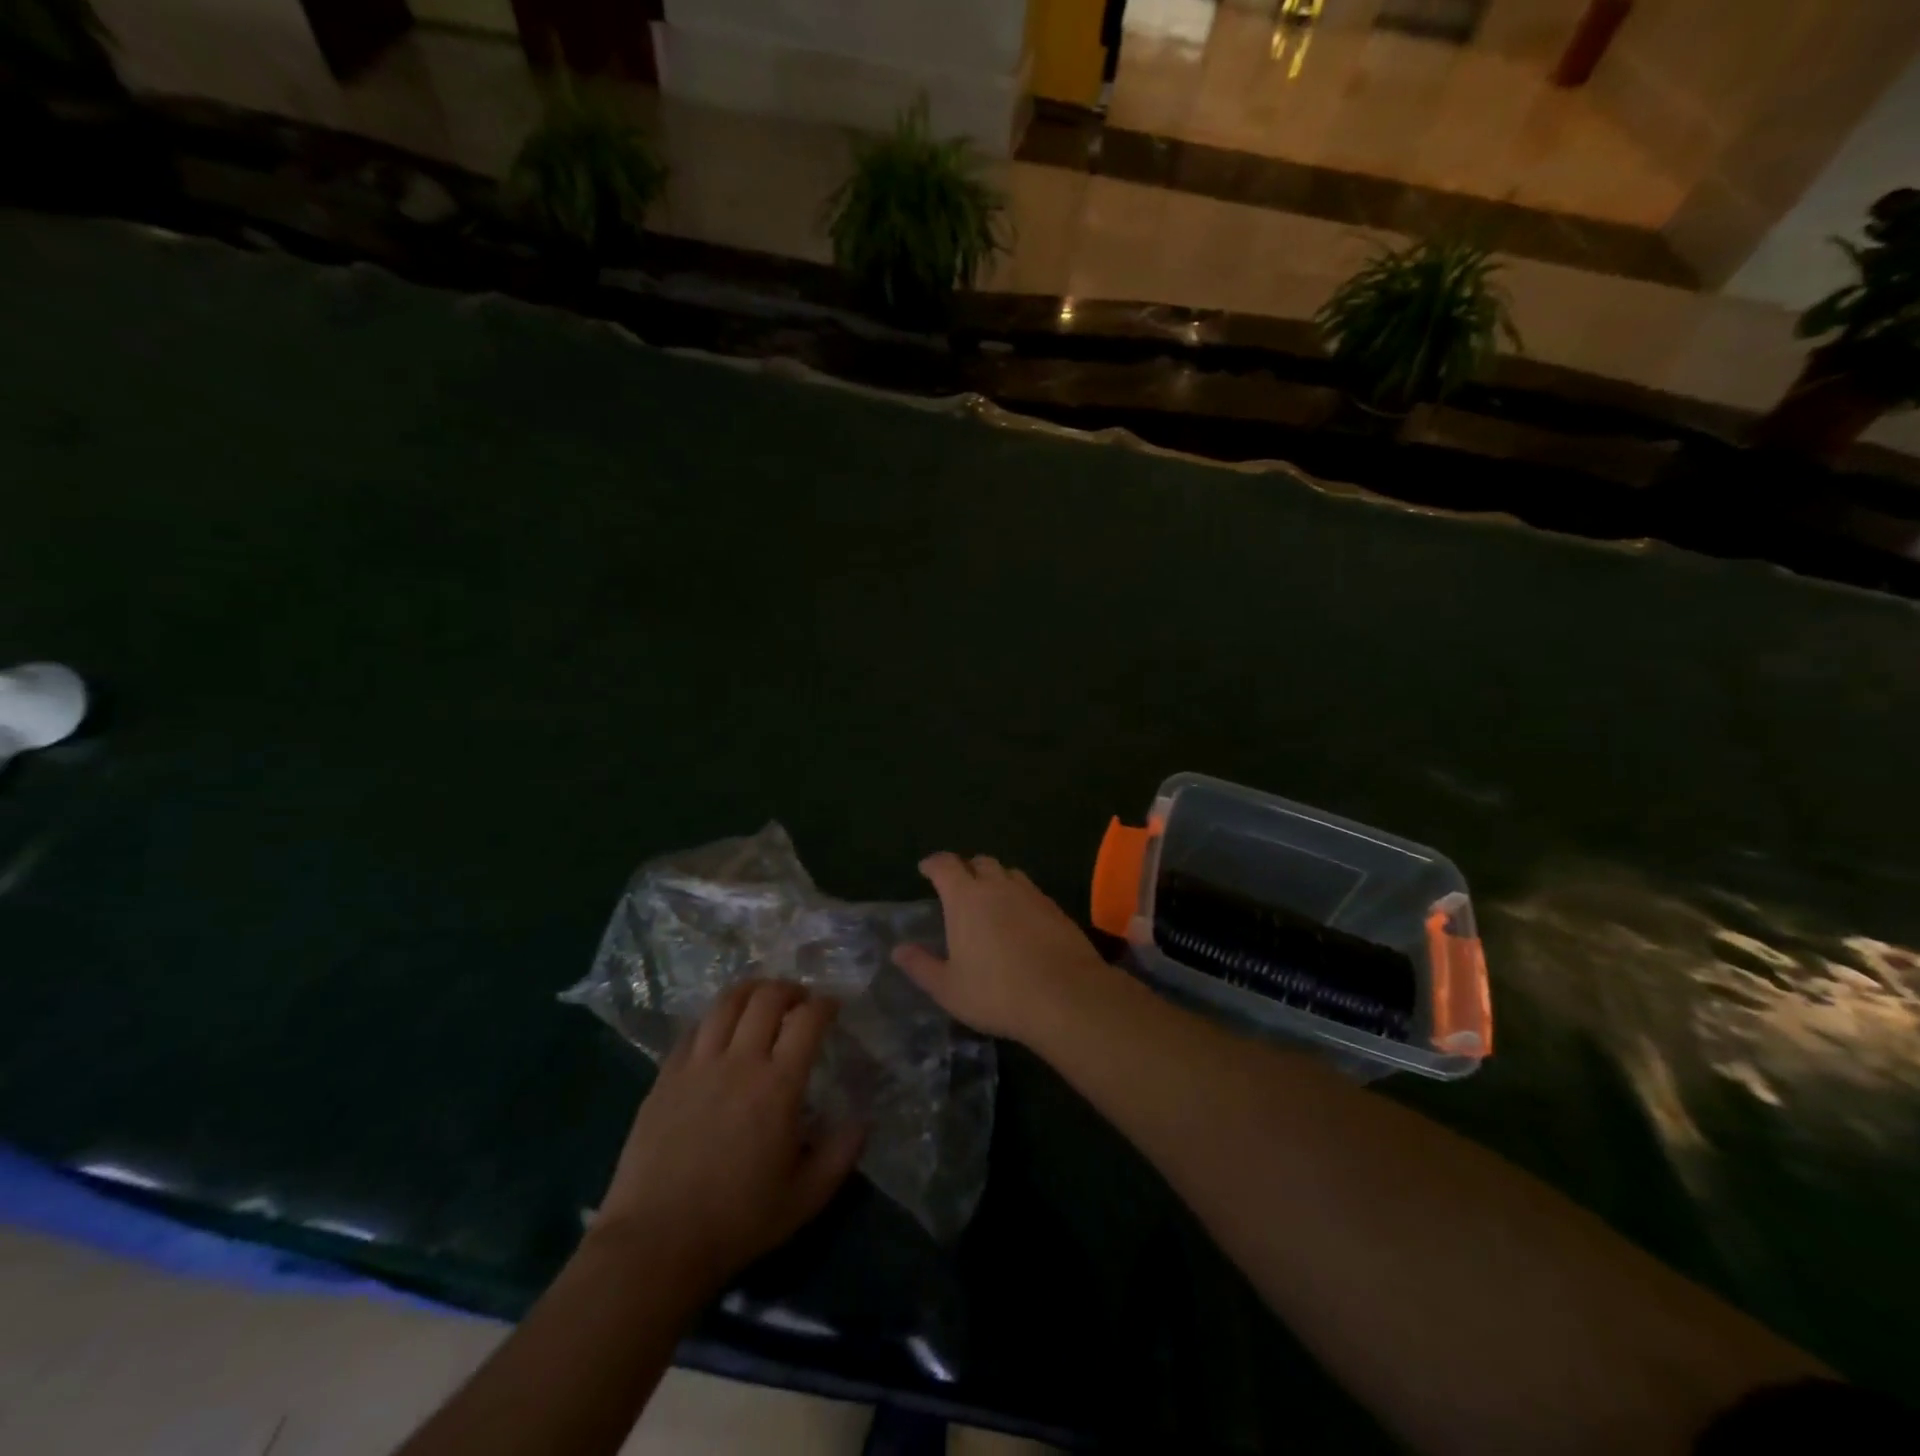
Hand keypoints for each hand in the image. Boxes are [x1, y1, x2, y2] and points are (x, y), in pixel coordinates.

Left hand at [592, 981, 866, 1290]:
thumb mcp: (805, 1198)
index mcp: (778, 1086)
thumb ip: (841, 1154)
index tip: (832, 1008)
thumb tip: (863, 1119)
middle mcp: (739, 1062)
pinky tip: (720, 1031)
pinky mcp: (665, 1076)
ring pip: (726, 1003)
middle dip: (789, 989)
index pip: (808, 1020)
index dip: (825, 1005)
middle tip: (799, 1001)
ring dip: (751, 991)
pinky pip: (693, 1029)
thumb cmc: (737, 1221)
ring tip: (761, 1000)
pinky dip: (714, 1019)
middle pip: (766, 998)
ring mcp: (697, 1065)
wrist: (655, 1243)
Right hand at [891, 852, 1113, 1043]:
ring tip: (991, 901)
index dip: (933, 864)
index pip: (945, 865)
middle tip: (959, 887)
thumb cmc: (997, 993)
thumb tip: (898, 950)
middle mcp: (998, 886)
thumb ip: (921, 966)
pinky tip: (1021, 921)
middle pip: (980, 862)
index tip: (926, 870)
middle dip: (967, 869)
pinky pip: (1032, 892)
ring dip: (996, 880)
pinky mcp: (1056, 909)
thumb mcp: (949, 988)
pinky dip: (1020, 898)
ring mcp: (1031, 894)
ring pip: (1009, 874)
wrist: (1066, 997)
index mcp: (966, 897)